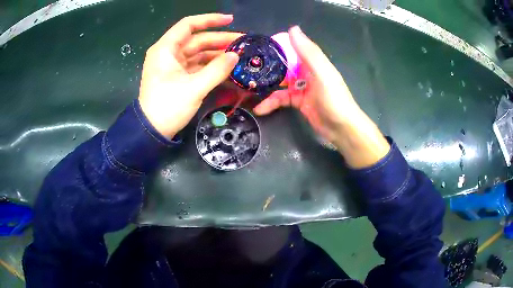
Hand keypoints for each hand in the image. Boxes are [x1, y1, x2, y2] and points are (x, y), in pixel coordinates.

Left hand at [138, 14, 239, 138]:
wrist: (151, 132)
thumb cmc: (167, 107)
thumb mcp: (194, 88)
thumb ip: (217, 70)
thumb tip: (236, 56)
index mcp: (166, 49)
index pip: (188, 25)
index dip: (210, 20)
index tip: (231, 20)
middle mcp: (168, 53)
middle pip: (197, 39)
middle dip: (220, 40)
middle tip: (242, 44)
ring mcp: (173, 65)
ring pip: (198, 53)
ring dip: (217, 54)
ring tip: (238, 56)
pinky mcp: (178, 76)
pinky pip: (197, 65)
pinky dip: (211, 66)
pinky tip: (226, 67)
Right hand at [254, 26, 389, 167]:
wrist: (341, 129)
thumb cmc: (334, 99)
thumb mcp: (321, 73)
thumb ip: (308, 52)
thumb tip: (292, 29)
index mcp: (314, 62)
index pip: (293, 48)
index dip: (278, 46)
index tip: (259, 46)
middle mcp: (308, 72)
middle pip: (285, 65)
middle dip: (268, 66)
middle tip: (248, 67)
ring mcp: (303, 88)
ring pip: (281, 83)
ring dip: (267, 87)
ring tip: (249, 89)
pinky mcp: (299, 102)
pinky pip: (282, 99)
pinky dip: (271, 103)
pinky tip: (260, 108)